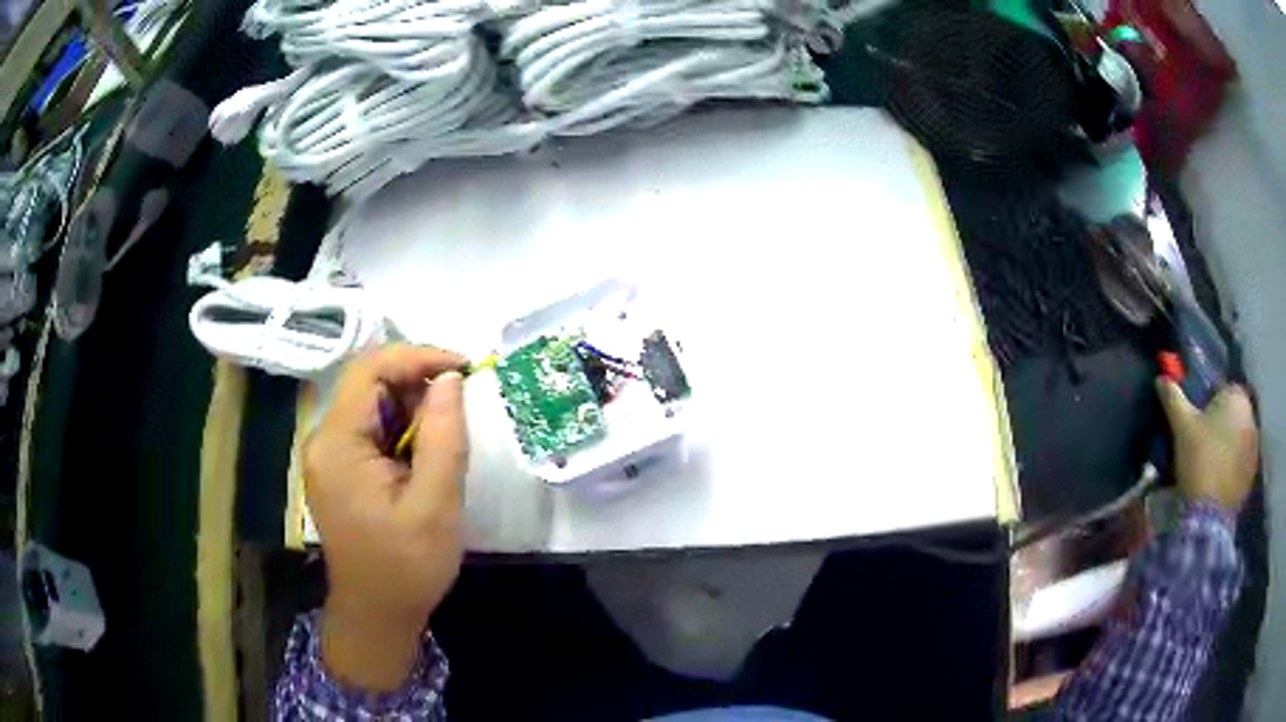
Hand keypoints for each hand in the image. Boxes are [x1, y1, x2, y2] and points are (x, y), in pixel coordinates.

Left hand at [304, 344, 468, 691]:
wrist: (377, 615)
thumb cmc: (406, 566)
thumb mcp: (436, 504)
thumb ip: (444, 436)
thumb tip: (450, 378)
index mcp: (337, 443)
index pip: (371, 370)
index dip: (418, 357)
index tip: (466, 368)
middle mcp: (323, 439)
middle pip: (369, 384)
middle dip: (417, 387)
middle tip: (460, 412)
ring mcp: (328, 455)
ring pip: (372, 405)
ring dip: (412, 412)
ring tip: (443, 445)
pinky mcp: (338, 469)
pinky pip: (370, 430)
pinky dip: (402, 432)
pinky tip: (423, 461)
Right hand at [1156, 379, 1257, 513]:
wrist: (1207, 514)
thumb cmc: (1199, 458)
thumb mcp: (1182, 425)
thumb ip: (1173, 398)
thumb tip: (1161, 379)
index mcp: (1238, 397)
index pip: (1225, 390)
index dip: (1212, 402)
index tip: (1198, 420)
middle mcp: (1251, 416)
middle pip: (1234, 415)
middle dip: (1222, 425)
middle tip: (1203, 443)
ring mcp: (1254, 448)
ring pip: (1239, 440)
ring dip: (1229, 447)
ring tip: (1211, 465)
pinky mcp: (1251, 476)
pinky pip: (1241, 463)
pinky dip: (1233, 468)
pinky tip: (1218, 481)